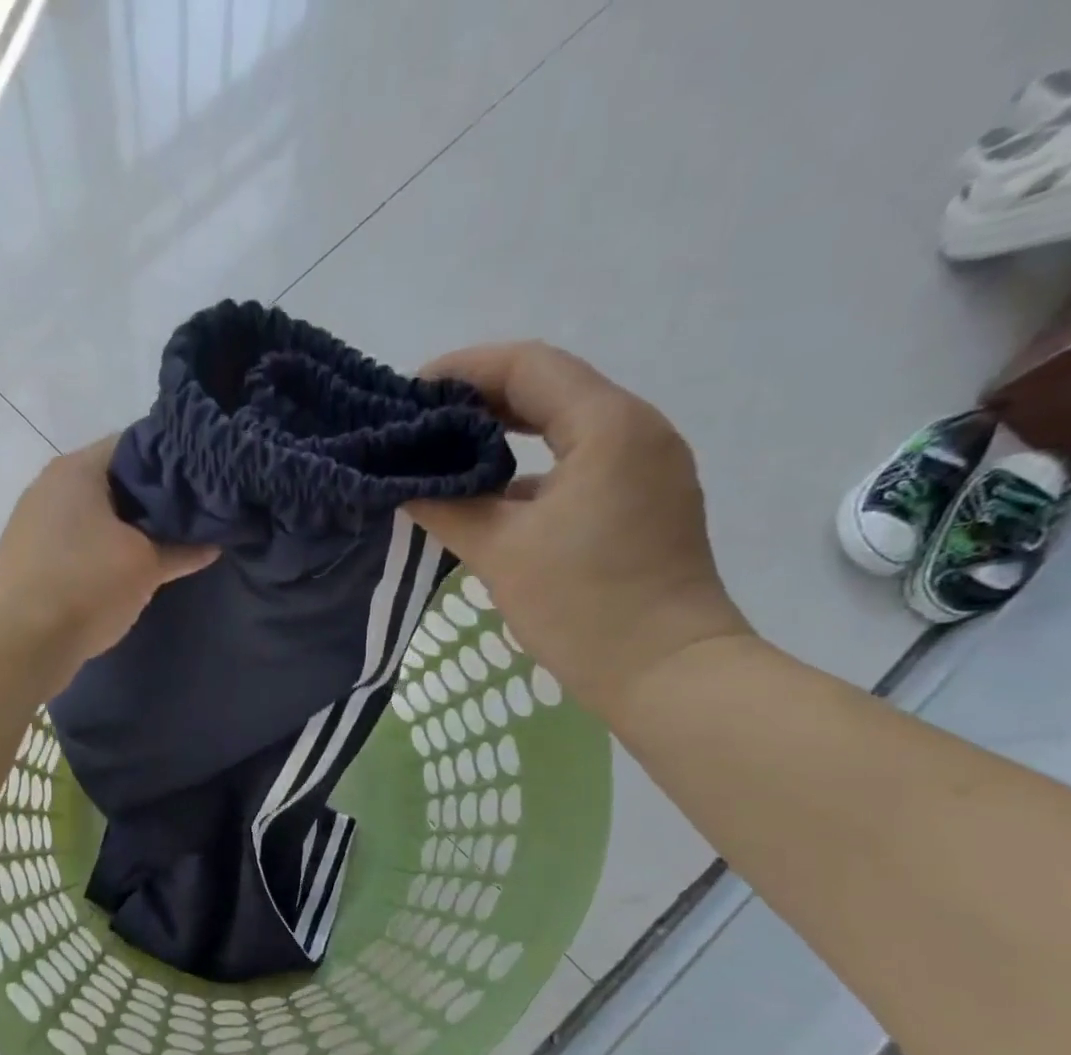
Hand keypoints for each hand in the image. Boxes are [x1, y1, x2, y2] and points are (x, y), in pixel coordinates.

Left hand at [0, 436, 217, 687]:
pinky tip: (133, 572)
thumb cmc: (85, 585)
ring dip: (132, 530)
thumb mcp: (145, 566)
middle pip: (117, 481)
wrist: (16, 642)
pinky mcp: (34, 558)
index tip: (207, 484)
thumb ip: (181, 549)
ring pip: (99, 515)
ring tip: (172, 546)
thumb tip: (212, 543)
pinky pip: (82, 543)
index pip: (138, 444)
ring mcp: (39, 523)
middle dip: (156, 500)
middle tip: (196, 519)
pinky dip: (107, 551)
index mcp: (79, 468)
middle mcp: (54, 485)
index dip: (177, 461)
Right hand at [404, 342, 751, 716]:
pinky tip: (493, 497)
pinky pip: (581, 465)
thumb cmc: (583, 605)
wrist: (666, 672)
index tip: (410, 393)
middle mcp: (637, 431)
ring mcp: (648, 468)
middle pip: (550, 390)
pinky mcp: (646, 503)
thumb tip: (404, 487)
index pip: (529, 366)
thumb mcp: (500, 552)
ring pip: (566, 430)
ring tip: (447, 457)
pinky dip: (533, 471)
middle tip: (421, 424)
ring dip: (507, 436)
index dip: (464, 369)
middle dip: (481, 401)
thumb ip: (446, 508)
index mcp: (608, 426)